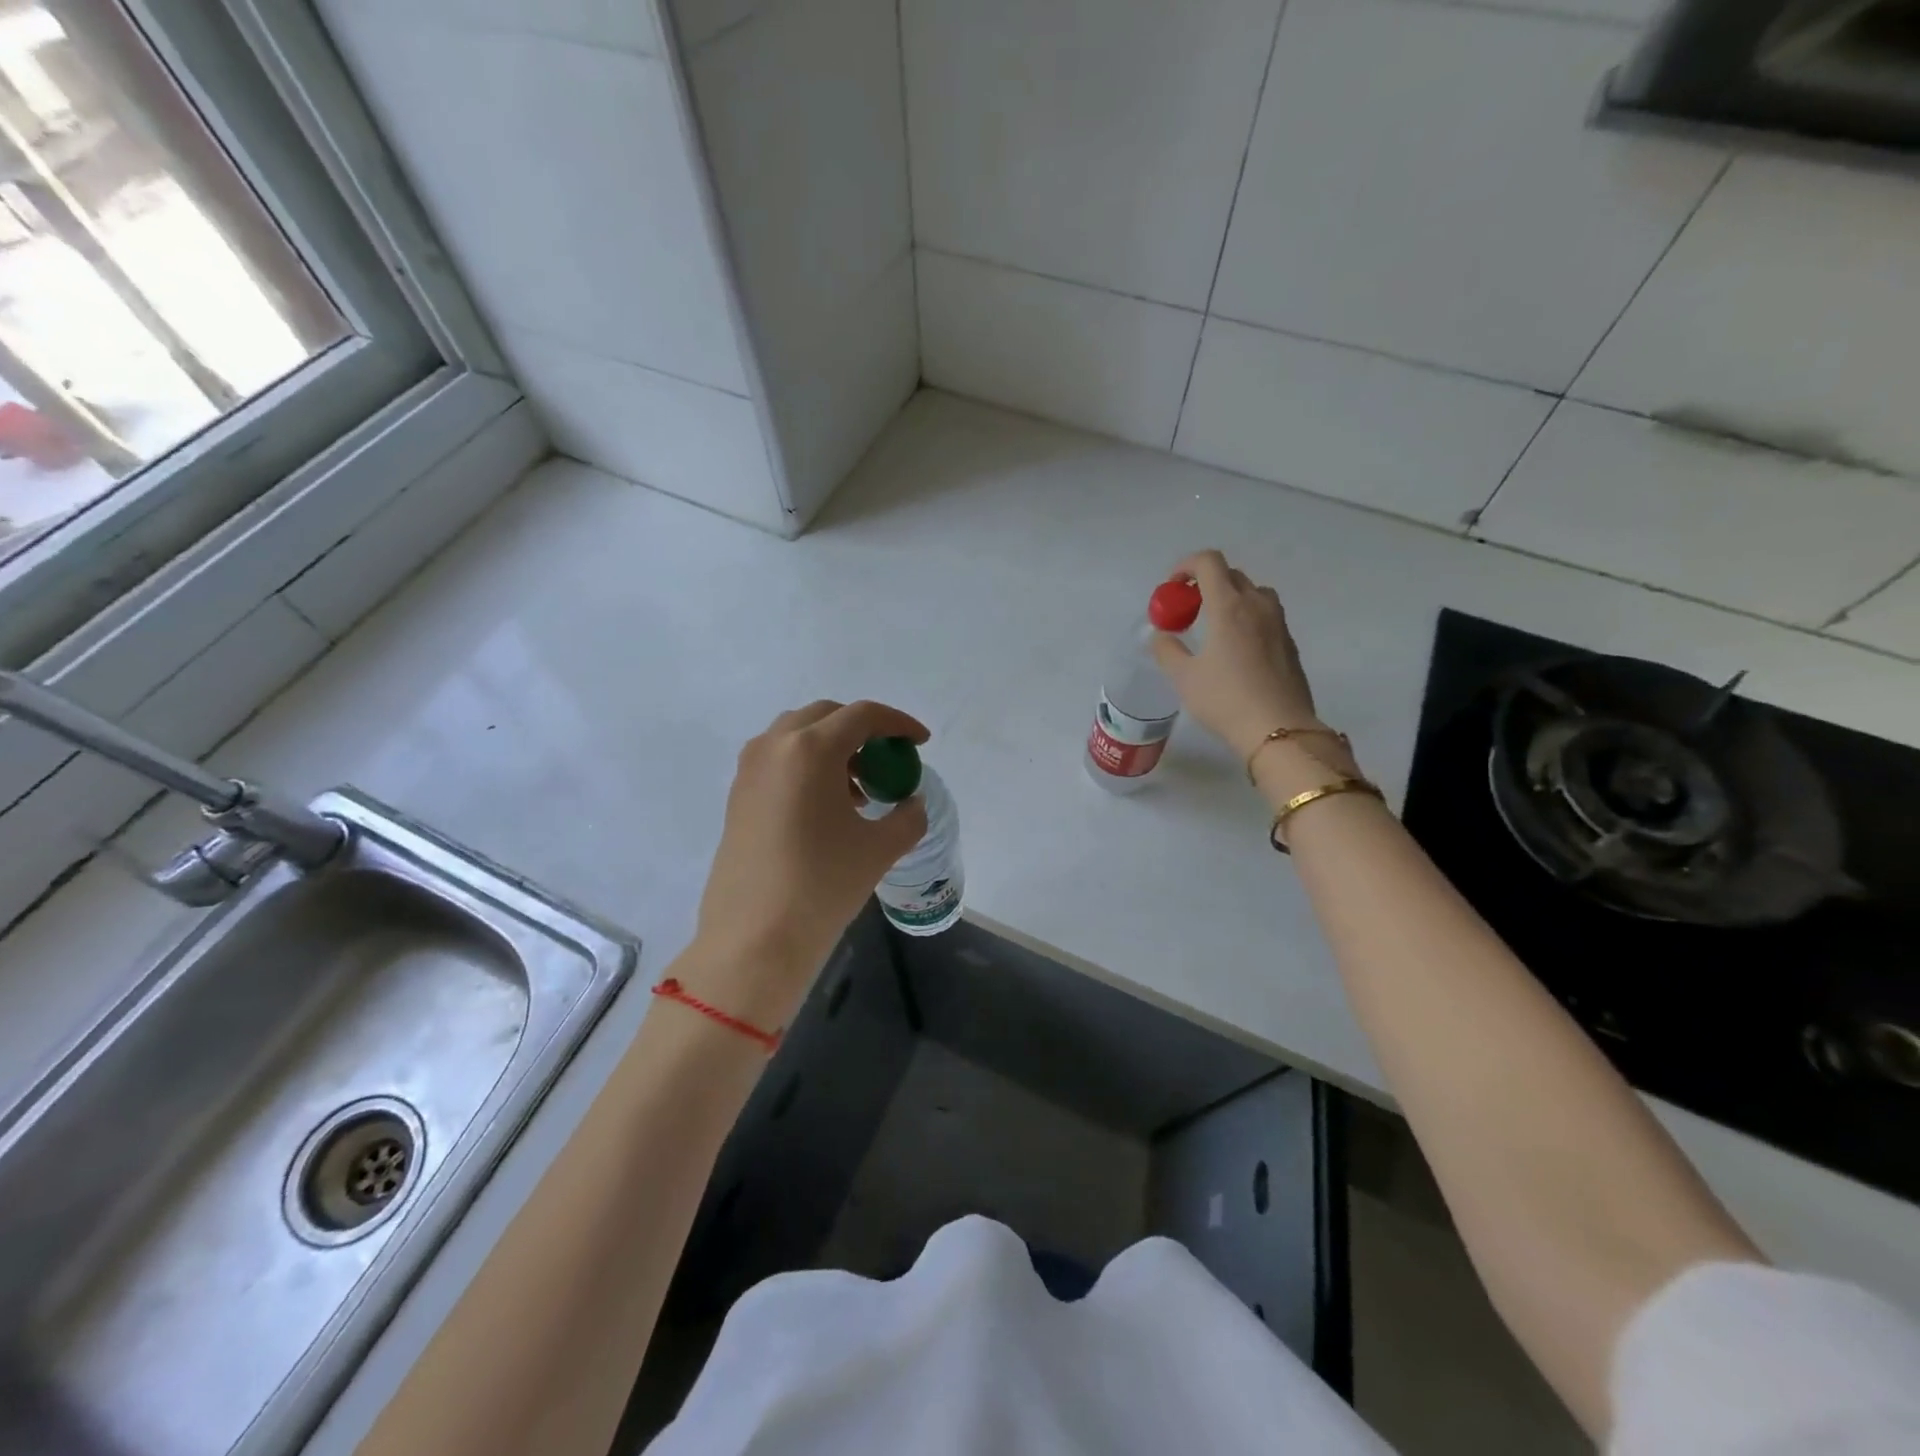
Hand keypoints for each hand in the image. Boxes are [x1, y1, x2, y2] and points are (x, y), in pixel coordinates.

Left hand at [690, 700, 930, 1025]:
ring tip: (859, 790)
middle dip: (862, 730)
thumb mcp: (880, 849)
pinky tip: (827, 807)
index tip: (920, 743)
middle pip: (826, 716)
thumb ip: (908, 816)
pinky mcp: (737, 795)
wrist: (754, 938)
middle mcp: (775, 747)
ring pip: (797, 736)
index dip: (898, 723)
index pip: (862, 715)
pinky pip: (778, 760)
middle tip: (886, 761)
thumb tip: (910, 803)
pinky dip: (807, 766)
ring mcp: (750, 770)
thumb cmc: (822, 885)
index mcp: (811, 749)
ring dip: (832, 748)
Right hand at [1151, 550, 1330, 763]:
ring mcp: (1278, 623)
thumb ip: (1167, 650)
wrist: (1278, 729)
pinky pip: (1266, 616)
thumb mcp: (1183, 678)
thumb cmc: (1225, 700)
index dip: (1186, 566)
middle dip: (1205, 584)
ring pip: (1253, 593)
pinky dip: (1247, 619)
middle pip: (1231, 575)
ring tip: (1214, 627)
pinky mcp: (1290, 643)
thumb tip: (1160, 635)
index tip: (1172, 588)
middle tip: (1188, 611)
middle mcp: (1257, 605)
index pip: (1209, 562)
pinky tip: (1236, 651)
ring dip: (1230, 599)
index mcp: (1228, 606)